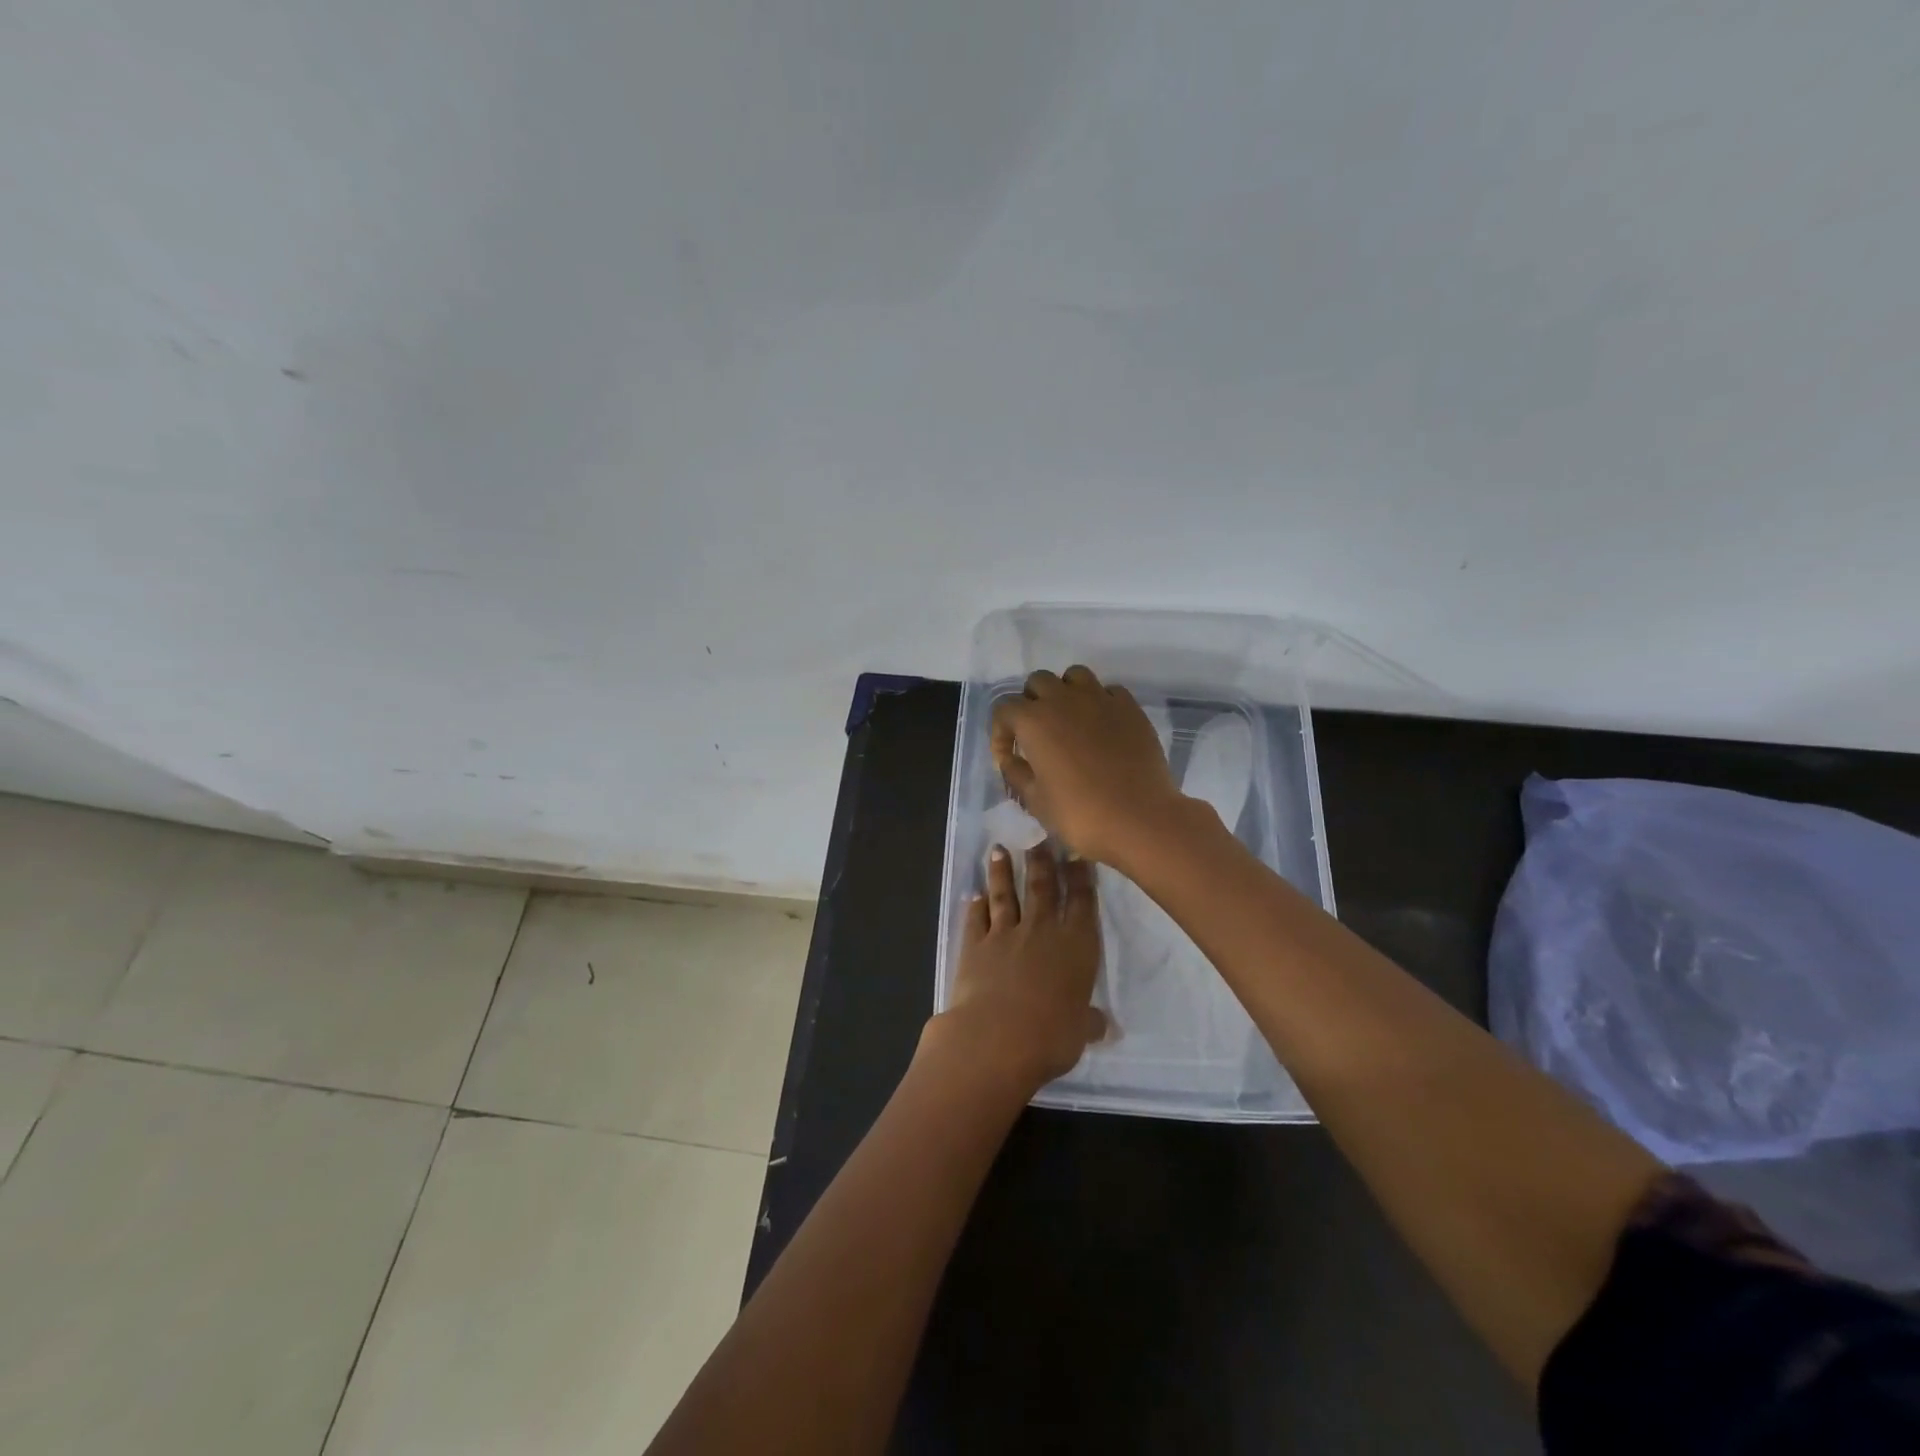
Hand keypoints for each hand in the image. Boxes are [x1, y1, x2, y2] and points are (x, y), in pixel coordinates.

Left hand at [921, 844, 1106, 1096]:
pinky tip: (973, 895)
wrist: (996, 1036)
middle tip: (1038, 838)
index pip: (1082, 902)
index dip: (1080, 876)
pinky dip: (974, 906)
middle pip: (1042, 887)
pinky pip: (976, 919)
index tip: (1077, 853)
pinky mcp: (974, 944)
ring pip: (1005, 895)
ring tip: (998, 850)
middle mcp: (1042, 930)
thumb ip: (1088, 1021)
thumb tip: (1103, 1024)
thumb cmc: (1051, 1035)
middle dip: (1042, 861)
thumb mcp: (1080, 1032)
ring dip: (1002, 872)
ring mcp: (1005, 934)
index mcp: (1076, 945)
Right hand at [990, 665, 1184, 863]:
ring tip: (1069, 720)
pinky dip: (1099, 702)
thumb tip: (1010, 760)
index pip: (1004, 709)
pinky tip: (1102, 726)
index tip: (1008, 757)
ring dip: (1065, 692)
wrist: (1139, 818)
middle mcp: (1064, 699)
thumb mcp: (1035, 800)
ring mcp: (1100, 699)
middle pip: (1038, 682)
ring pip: (1074, 676)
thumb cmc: (1079, 813)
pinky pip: (1108, 691)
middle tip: (1036, 734)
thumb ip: (1016, 774)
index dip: (1000, 732)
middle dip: (1031, 702)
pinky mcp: (1130, 708)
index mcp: (1034, 721)